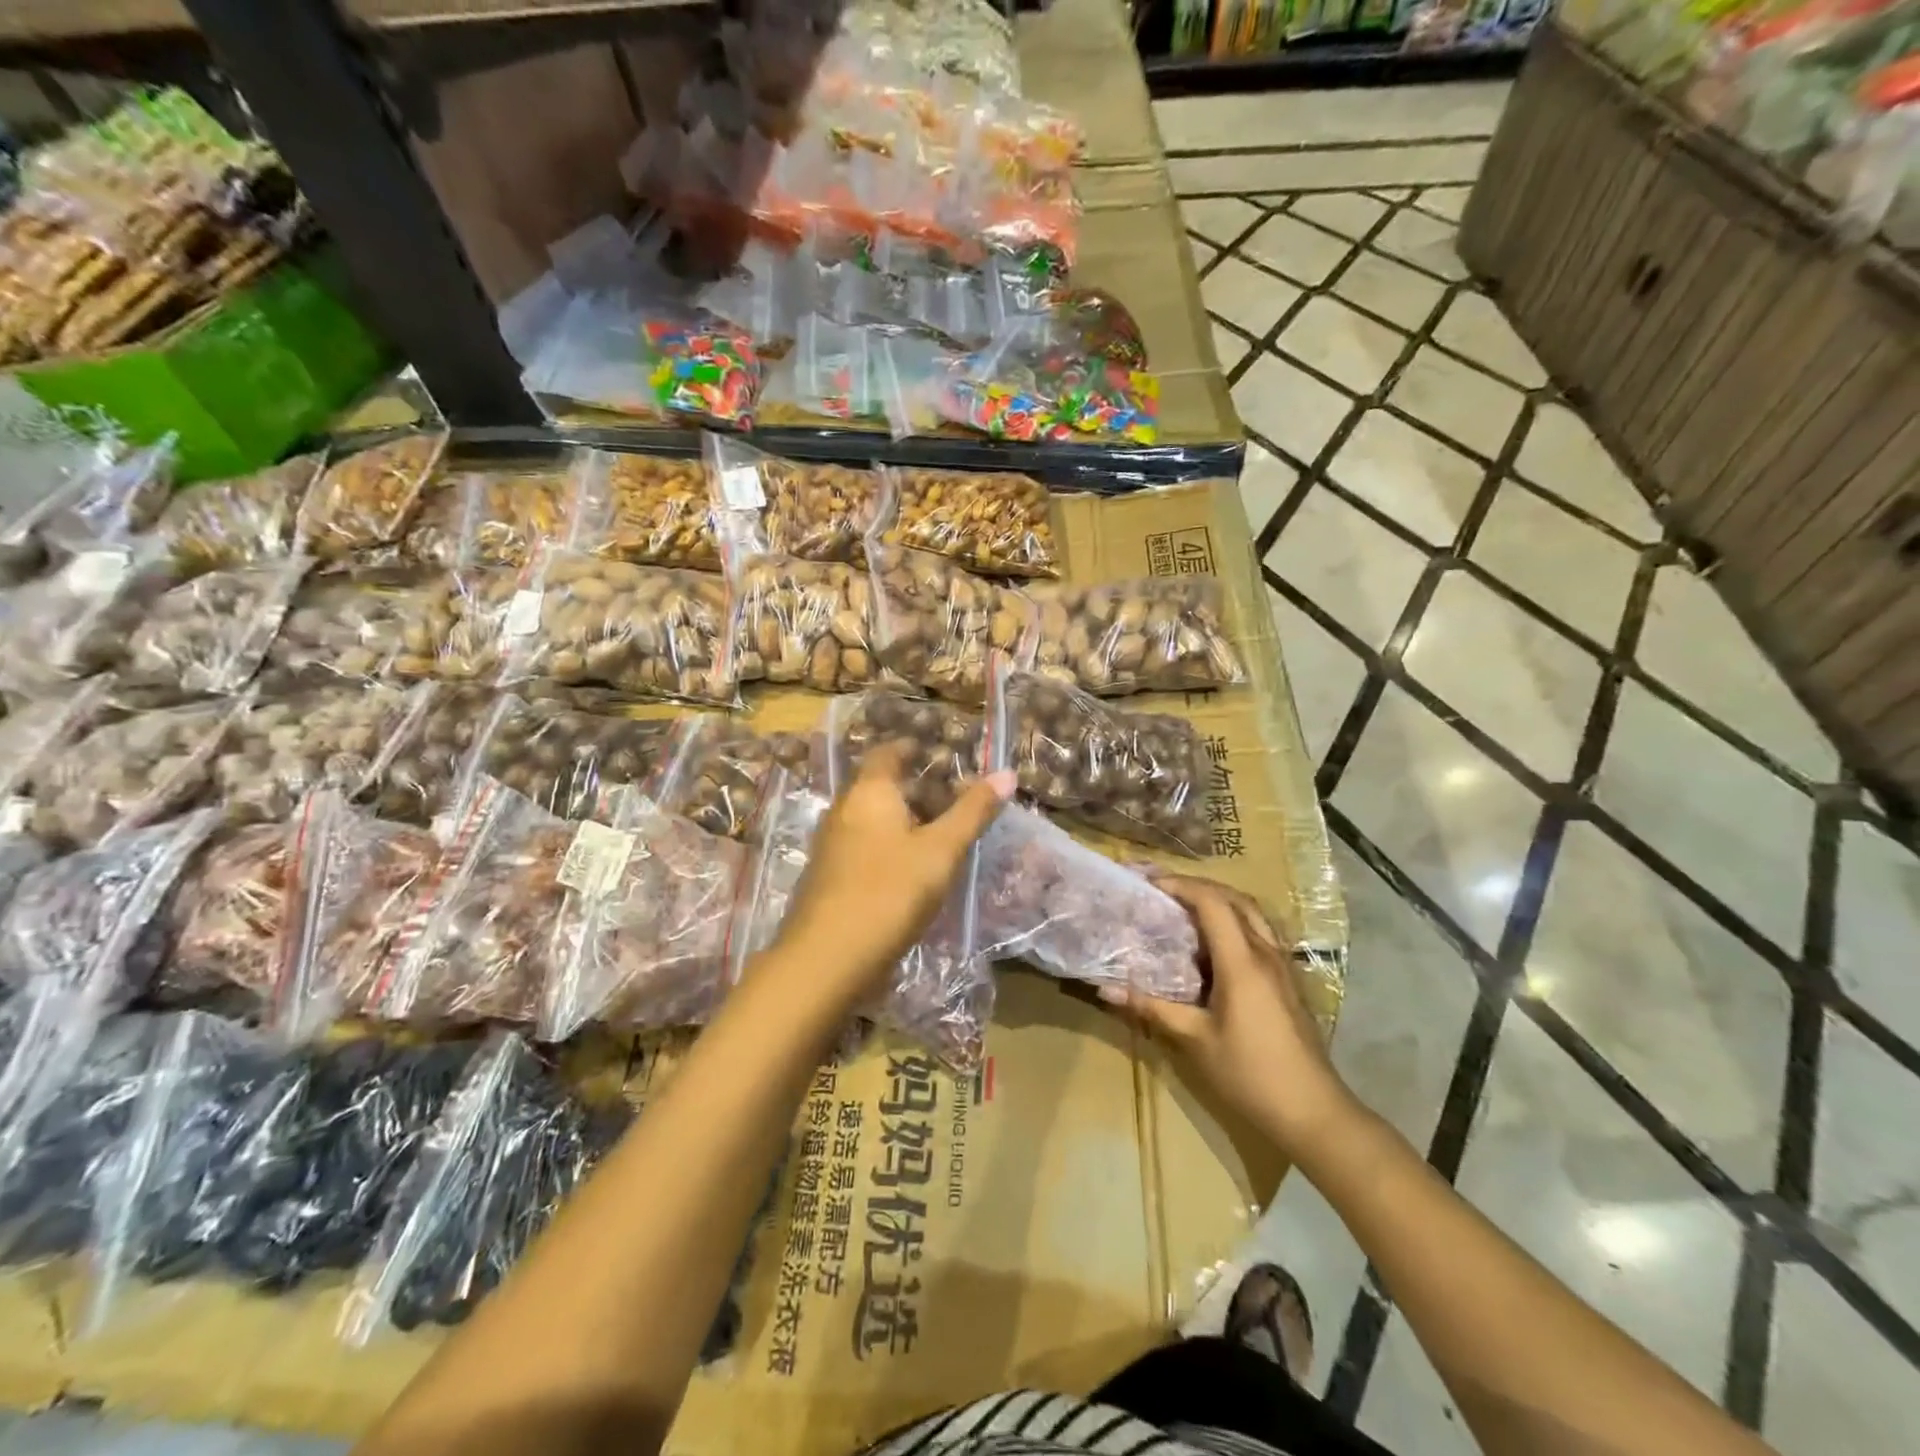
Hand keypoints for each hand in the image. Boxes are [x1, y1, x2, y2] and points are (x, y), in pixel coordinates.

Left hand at [774, 744, 1013, 1005]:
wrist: (827, 957)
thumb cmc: (890, 892)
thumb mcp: (941, 851)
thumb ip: (972, 812)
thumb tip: (1007, 774)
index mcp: (869, 792)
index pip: (887, 753)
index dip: (911, 748)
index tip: (938, 754)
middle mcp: (844, 809)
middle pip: (878, 785)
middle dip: (912, 787)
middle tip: (950, 798)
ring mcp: (830, 844)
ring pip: (870, 817)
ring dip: (901, 819)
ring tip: (937, 834)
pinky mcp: (827, 875)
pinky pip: (862, 845)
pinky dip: (887, 845)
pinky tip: (908, 869)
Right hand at [1109, 876, 1362, 1163]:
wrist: (1314, 1113)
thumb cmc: (1250, 1074)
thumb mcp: (1194, 1040)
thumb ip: (1151, 1008)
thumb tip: (1105, 989)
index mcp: (1242, 961)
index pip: (1212, 902)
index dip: (1179, 885)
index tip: (1148, 884)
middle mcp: (1265, 953)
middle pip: (1235, 898)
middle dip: (1198, 886)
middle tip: (1163, 891)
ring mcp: (1282, 966)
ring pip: (1252, 914)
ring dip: (1219, 901)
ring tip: (1185, 910)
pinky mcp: (1288, 982)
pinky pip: (1259, 933)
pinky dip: (1233, 922)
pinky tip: (1213, 946)